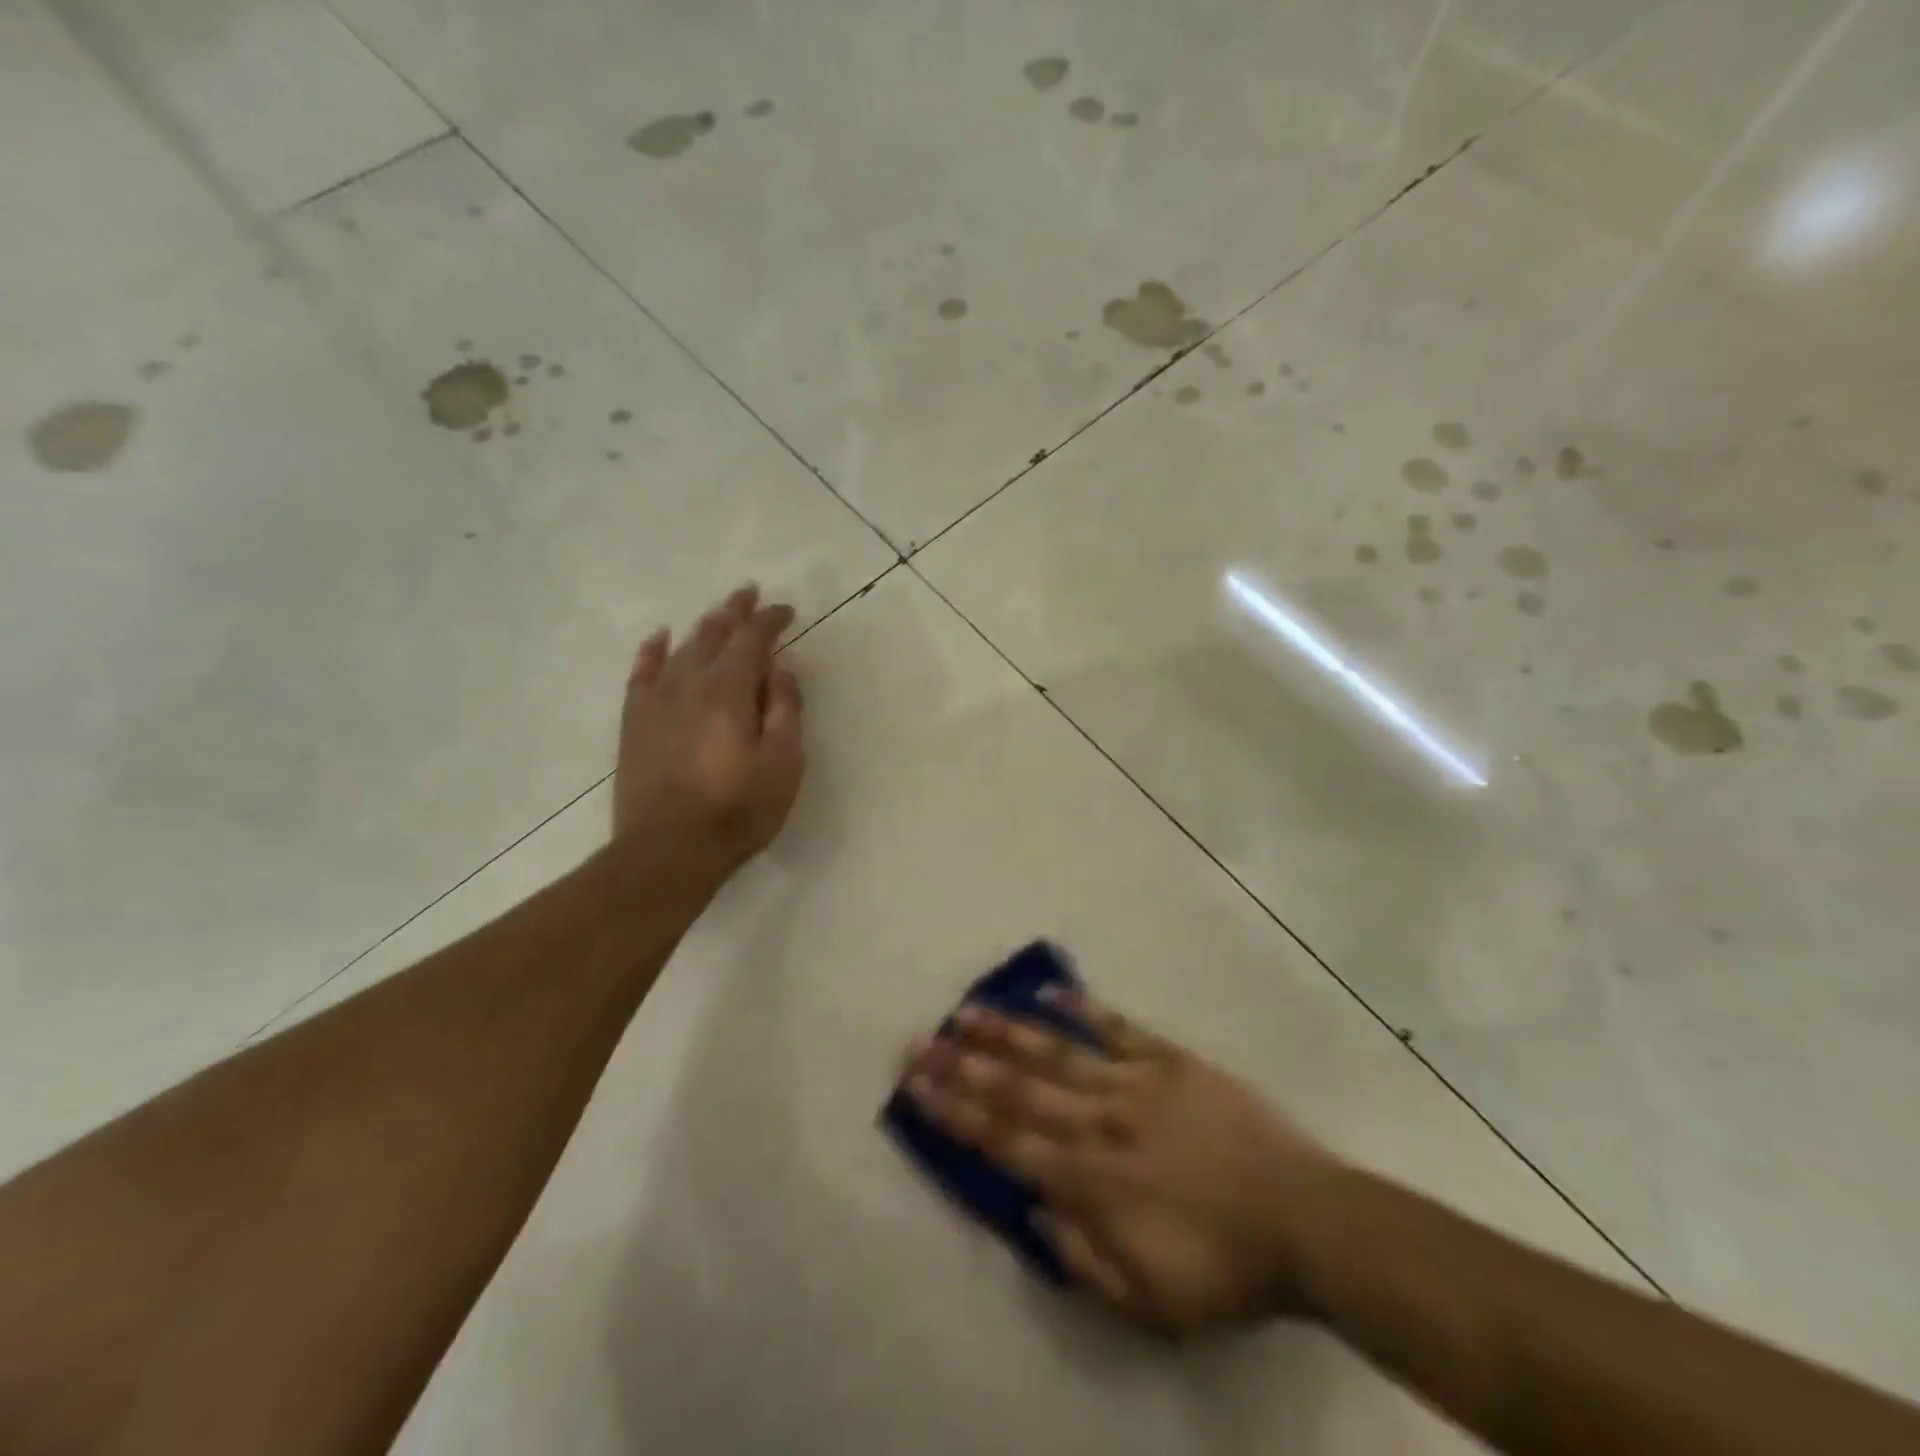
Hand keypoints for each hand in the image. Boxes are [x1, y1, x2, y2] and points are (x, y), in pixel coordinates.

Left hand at [614, 583, 804, 868]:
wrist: (669, 850)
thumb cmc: (739, 809)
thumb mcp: (783, 763)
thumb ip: (784, 709)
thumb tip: (779, 668)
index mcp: (729, 691)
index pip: (752, 640)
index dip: (770, 620)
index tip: (785, 610)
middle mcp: (689, 684)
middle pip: (713, 635)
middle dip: (734, 612)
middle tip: (749, 593)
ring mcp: (656, 702)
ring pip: (680, 649)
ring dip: (702, 627)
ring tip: (718, 613)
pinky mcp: (634, 723)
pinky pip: (641, 674)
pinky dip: (652, 651)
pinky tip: (660, 638)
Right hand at [904, 995, 1339, 1333]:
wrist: (1306, 1219)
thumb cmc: (1225, 1270)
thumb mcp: (1150, 1303)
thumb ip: (1084, 1258)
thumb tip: (1035, 1211)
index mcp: (1092, 1182)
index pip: (1006, 1142)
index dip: (956, 1114)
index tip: (917, 1088)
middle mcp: (1101, 1123)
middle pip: (1019, 1089)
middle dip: (964, 1066)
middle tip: (920, 1041)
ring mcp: (1136, 1084)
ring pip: (1058, 1052)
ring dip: (1008, 1031)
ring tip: (966, 1009)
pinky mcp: (1171, 1061)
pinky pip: (1119, 1027)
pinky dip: (1084, 1007)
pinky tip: (1051, 989)